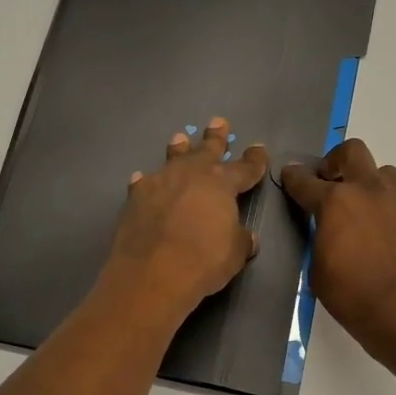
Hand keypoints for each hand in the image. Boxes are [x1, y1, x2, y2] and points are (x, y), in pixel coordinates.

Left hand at [103, 117, 268, 321]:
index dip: (255, 160)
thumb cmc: (204, 260)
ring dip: (179, 148)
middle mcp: (191, 174)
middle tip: (218, 122)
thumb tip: (247, 237)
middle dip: (215, 137)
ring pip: (173, 158)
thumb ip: (241, 239)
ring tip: (180, 138)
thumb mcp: (235, 253)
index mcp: (221, 183)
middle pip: (207, 150)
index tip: (259, 148)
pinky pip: (144, 183)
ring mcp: (160, 182)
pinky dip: (147, 181)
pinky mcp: (136, 197)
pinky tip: (142, 179)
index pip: (245, 168)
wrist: (153, 273)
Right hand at [281, 139, 395, 358]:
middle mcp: (367, 191)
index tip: (288, 177)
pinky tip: (379, 234)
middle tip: (328, 184)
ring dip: (366, 181)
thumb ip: (318, 240)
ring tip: (359, 207)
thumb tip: (324, 232)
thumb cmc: (353, 296)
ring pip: (382, 171)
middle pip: (351, 152)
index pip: (305, 181)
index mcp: (334, 202)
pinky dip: (384, 208)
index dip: (293, 177)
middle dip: (334, 162)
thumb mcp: (317, 270)